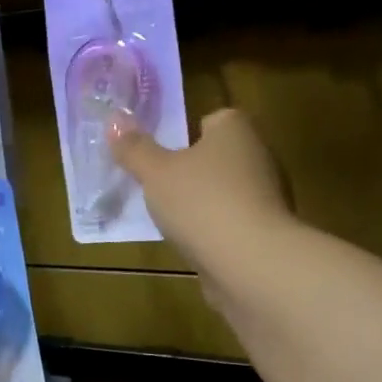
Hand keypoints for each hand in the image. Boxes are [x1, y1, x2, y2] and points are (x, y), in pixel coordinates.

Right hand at [110, 108, 292, 297]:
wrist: (250, 262)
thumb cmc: (201, 202)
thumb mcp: (155, 173)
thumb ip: (135, 149)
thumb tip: (114, 120)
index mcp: (236, 130)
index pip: (214, 119)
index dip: (187, 133)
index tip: (164, 154)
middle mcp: (259, 154)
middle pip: (219, 156)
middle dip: (192, 170)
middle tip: (159, 186)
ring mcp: (267, 195)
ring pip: (226, 190)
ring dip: (203, 202)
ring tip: (172, 219)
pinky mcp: (267, 230)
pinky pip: (233, 220)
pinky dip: (215, 229)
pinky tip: (194, 243)